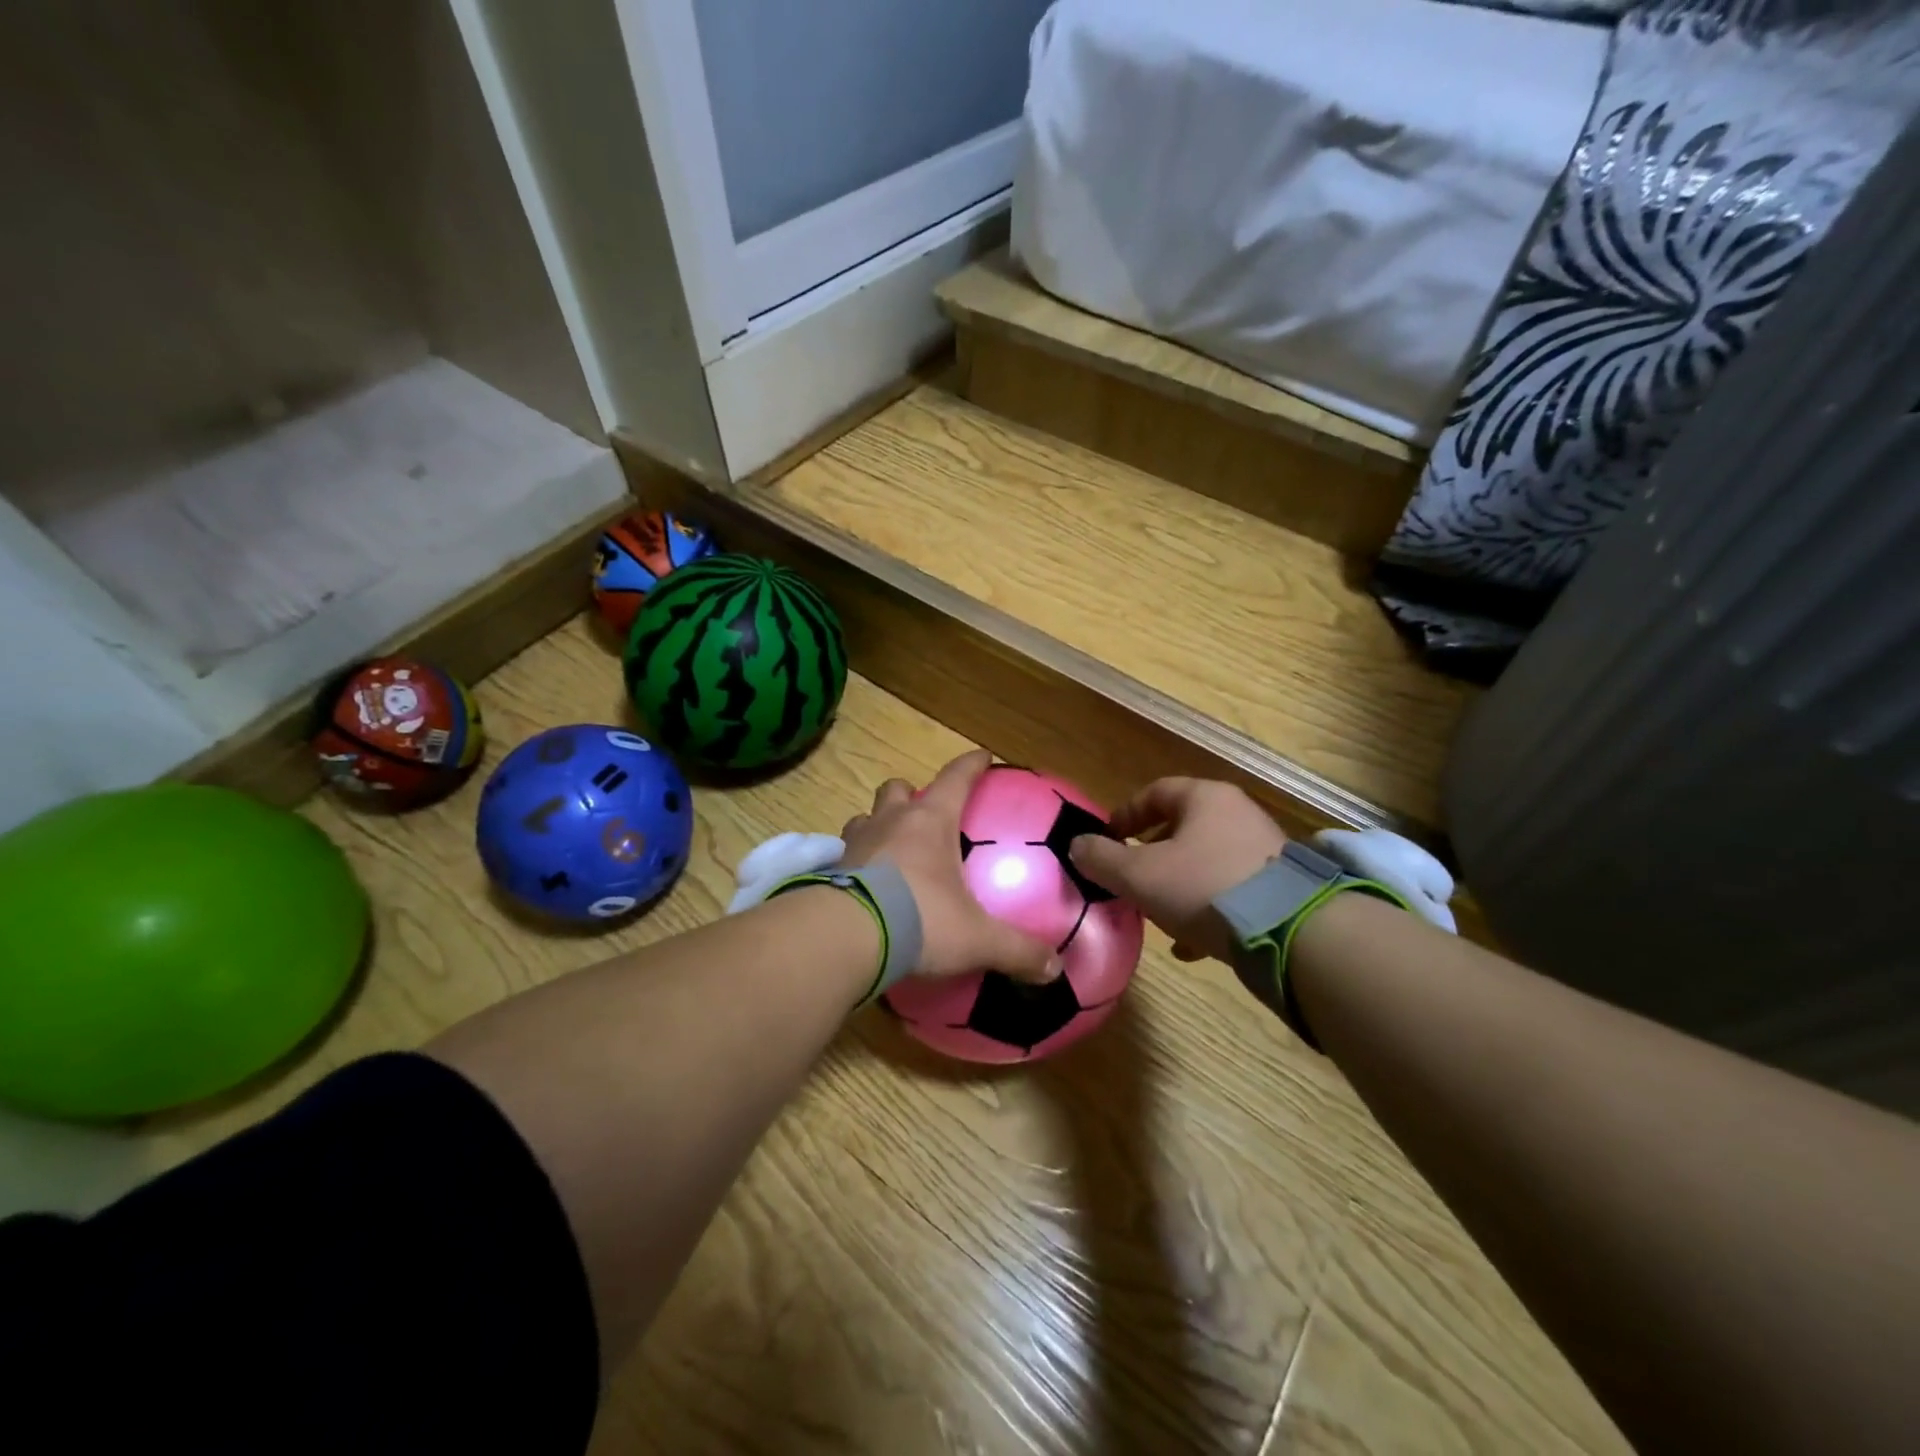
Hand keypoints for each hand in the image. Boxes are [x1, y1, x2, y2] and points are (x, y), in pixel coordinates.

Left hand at [839, 750, 1060, 982]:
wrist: (845, 937)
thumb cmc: (920, 919)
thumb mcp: (976, 938)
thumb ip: (1016, 950)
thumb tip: (1054, 970)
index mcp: (930, 822)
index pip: (956, 778)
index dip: (971, 765)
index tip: (983, 756)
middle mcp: (889, 822)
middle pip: (897, 789)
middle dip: (910, 794)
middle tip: (923, 814)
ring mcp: (854, 843)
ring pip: (864, 817)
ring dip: (877, 826)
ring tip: (889, 848)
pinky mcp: (829, 870)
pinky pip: (843, 854)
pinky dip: (854, 862)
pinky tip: (863, 885)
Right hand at [1068, 778, 1285, 962]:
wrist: (1289, 931)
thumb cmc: (1202, 887)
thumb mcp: (1139, 874)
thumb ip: (1102, 858)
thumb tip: (1076, 845)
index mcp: (1205, 799)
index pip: (1155, 792)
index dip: (1125, 814)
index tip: (1106, 840)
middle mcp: (1238, 814)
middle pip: (1182, 827)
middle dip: (1151, 854)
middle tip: (1130, 878)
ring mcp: (1263, 850)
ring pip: (1205, 862)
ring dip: (1177, 885)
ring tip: (1157, 914)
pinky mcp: (1279, 887)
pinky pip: (1230, 891)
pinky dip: (1206, 909)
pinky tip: (1190, 943)